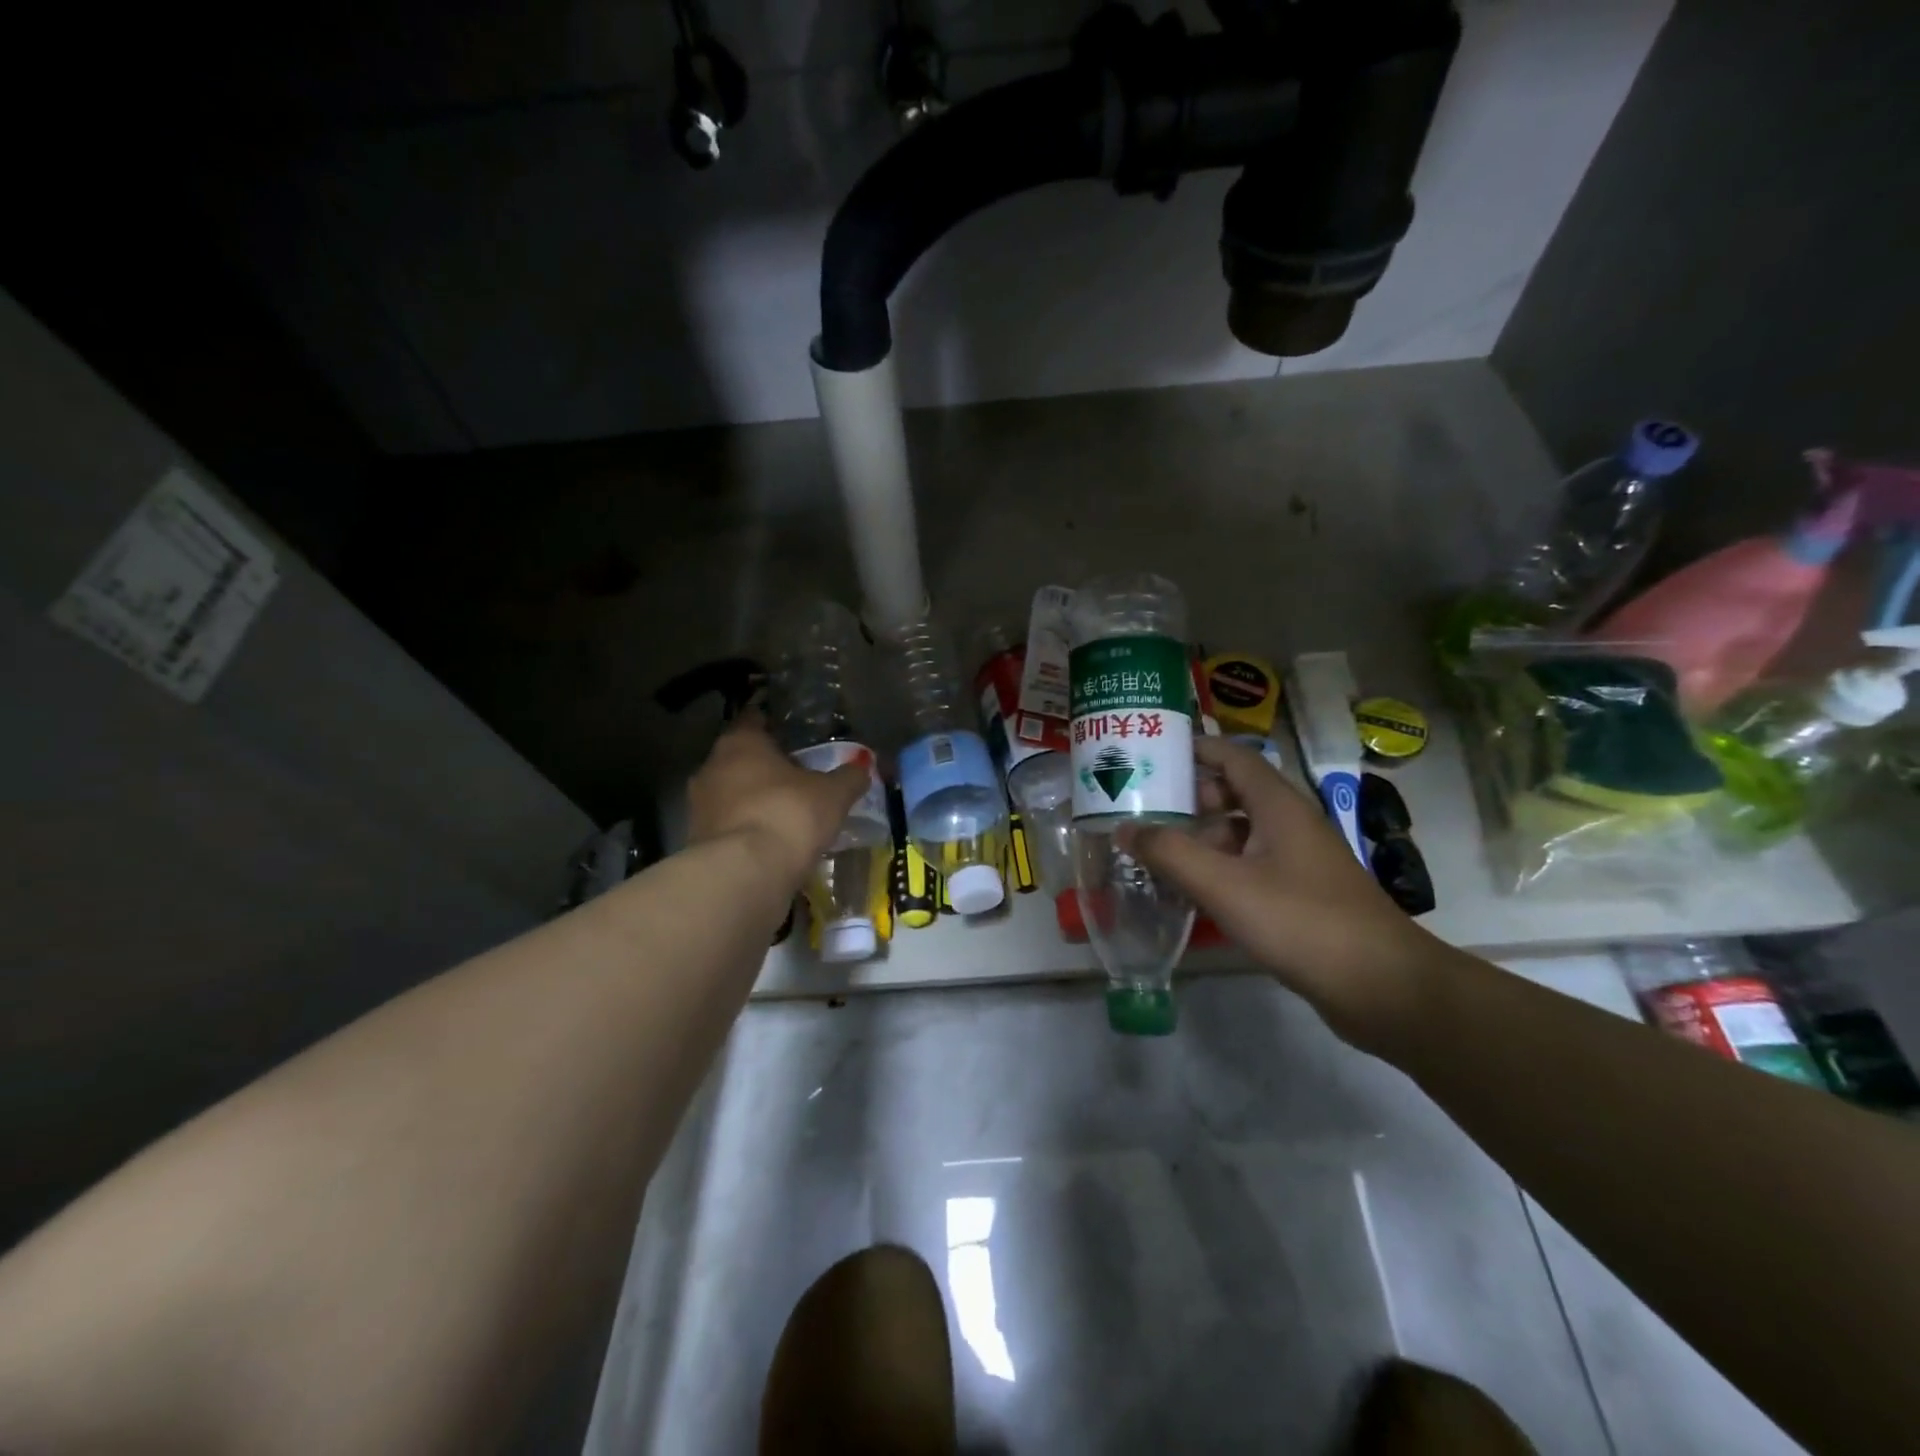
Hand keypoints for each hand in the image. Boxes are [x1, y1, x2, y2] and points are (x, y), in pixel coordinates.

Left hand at [687, 713, 870, 886]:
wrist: (744, 874)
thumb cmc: (788, 814)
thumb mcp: (833, 795)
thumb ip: (849, 778)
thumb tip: (863, 767)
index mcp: (741, 742)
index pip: (754, 719)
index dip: (772, 723)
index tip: (791, 732)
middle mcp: (712, 766)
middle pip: (740, 758)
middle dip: (764, 766)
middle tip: (796, 775)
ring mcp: (699, 805)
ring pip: (731, 793)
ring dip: (754, 800)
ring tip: (785, 812)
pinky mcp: (697, 841)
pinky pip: (728, 825)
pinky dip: (747, 828)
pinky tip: (770, 840)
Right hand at [1120, 737, 1438, 1048]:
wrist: (1384, 987)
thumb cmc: (1302, 922)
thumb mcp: (1225, 885)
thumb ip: (1170, 853)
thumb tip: (1124, 828)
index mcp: (1278, 806)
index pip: (1232, 756)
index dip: (1194, 749)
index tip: (1151, 754)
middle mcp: (1290, 824)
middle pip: (1233, 793)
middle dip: (1188, 799)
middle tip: (1144, 811)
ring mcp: (1299, 860)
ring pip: (1240, 833)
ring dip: (1201, 838)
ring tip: (1156, 852)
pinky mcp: (1302, 894)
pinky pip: (1250, 866)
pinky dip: (1219, 869)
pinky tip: (1191, 891)